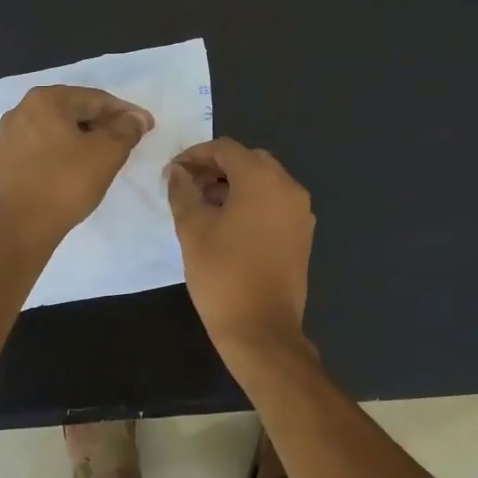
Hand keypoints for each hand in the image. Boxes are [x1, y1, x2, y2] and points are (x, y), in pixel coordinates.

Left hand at [0, 86, 152, 244]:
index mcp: (45, 100)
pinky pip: (36, 151)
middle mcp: (20, 111)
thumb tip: (136, 117)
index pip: (95, 99)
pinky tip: (67, 171)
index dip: (125, 112)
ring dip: (78, 139)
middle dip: (101, 124)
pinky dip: (56, 155)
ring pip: (52, 131)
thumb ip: (126, 129)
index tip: (146, 125)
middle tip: (125, 140)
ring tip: (99, 157)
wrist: (18, 229)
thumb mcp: (107, 153)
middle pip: (72, 111)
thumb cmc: (66, 184)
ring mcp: (5, 138)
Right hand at [165, 138, 314, 351]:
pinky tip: (230, 225)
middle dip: (216, 168)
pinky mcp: (303, 233)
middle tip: (188, 187)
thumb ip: (182, 191)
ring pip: (264, 181)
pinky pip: (276, 203)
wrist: (262, 329)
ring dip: (235, 185)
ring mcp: (300, 211)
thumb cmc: (222, 275)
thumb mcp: (192, 229)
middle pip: (249, 160)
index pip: (225, 149)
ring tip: (205, 207)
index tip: (173, 172)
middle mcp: (288, 187)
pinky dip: (253, 202)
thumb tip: (176, 172)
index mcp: (262, 179)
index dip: (195, 155)